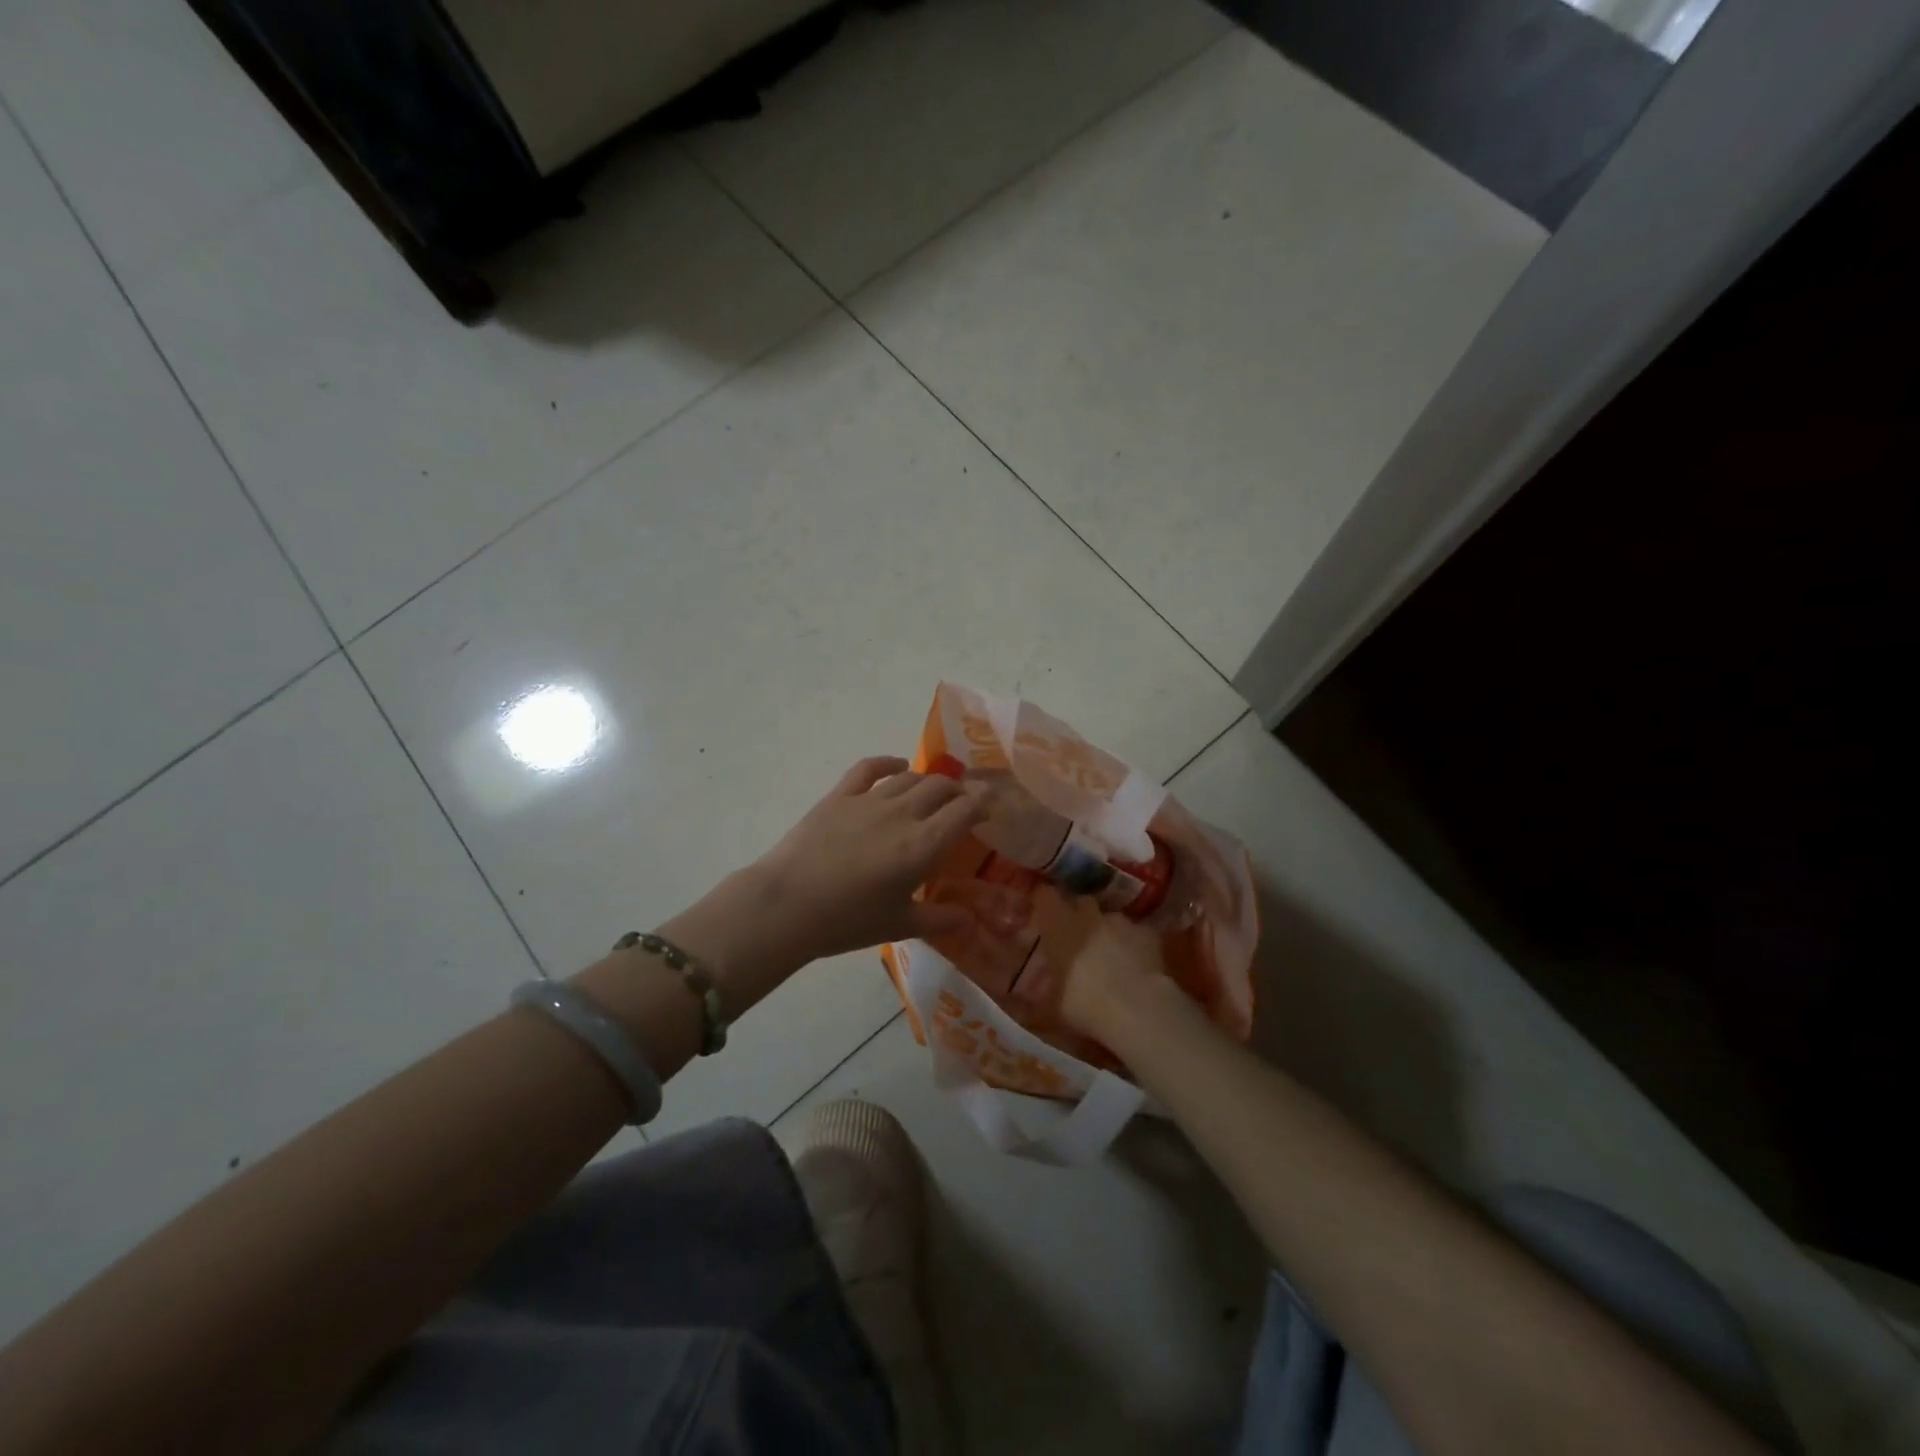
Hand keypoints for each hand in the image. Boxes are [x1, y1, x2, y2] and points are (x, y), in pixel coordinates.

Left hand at [750, 757, 987, 964]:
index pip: (964, 811)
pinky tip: (897, 765)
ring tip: (934, 790)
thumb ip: (939, 920)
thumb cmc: (848, 921)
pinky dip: (888, 762)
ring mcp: (869, 800)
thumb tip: (970, 921)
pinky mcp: (839, 796)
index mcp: (922, 846)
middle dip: (958, 791)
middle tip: (962, 802)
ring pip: (909, 778)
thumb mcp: (899, 925)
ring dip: (928, 780)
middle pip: (940, 788)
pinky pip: (869, 768)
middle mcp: (902, 814)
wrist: (787, 905)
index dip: (982, 804)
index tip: (989, 806)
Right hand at [1036, 892, 1170, 1039]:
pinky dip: (1134, 944)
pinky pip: (1136, 933)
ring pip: (1110, 918)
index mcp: (1059, 925)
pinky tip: (1136, 965)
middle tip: (1077, 938)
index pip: (1045, 896)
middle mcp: (1088, 915)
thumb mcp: (1053, 1002)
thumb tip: (1035, 991)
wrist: (1135, 1008)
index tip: (1042, 912)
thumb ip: (1046, 986)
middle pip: (1081, 902)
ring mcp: (1121, 921)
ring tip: (1110, 956)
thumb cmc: (1083, 1003)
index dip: (1044, 901)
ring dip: (1107, 931)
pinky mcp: (1147, 933)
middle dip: (1079, 916)